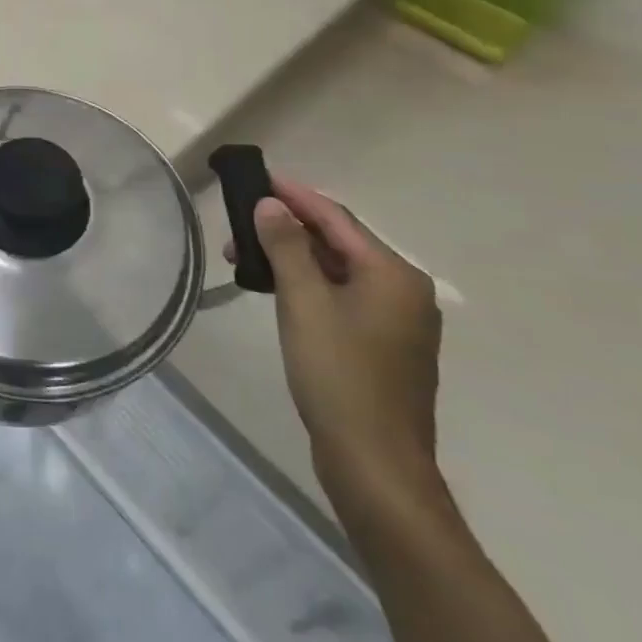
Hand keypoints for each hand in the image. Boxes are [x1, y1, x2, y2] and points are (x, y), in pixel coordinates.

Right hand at [228, 179, 442, 513]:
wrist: (375, 463)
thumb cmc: (338, 376)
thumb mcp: (304, 304)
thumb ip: (287, 247)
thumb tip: (271, 205)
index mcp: (393, 274)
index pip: (337, 218)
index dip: (295, 195)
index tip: (258, 178)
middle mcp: (404, 290)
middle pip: (339, 242)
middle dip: (287, 229)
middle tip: (238, 226)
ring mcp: (397, 321)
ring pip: (338, 271)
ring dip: (293, 258)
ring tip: (246, 260)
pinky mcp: (384, 345)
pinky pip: (342, 296)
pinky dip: (308, 284)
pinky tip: (277, 289)